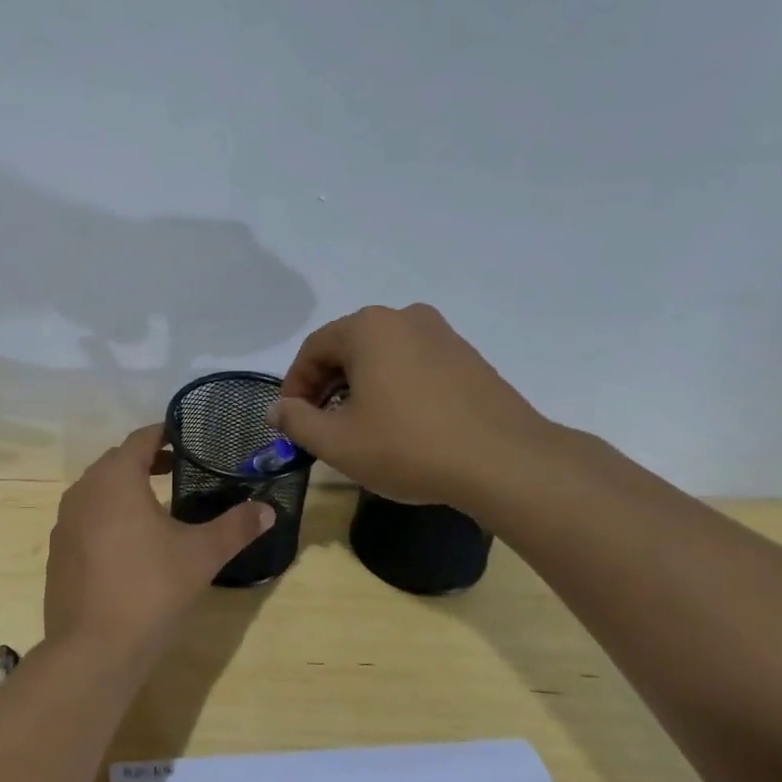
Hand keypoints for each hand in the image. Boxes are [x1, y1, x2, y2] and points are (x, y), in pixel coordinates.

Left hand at [43, 424, 274, 663]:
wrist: (93, 650)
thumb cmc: (151, 589)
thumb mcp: (201, 555)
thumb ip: (236, 527)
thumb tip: (268, 510)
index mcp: (115, 478)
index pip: (141, 439)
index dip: (165, 434)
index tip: (188, 437)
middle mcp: (83, 491)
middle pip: (116, 462)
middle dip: (146, 461)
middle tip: (180, 469)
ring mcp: (64, 523)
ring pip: (98, 491)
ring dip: (125, 489)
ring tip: (157, 505)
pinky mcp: (58, 552)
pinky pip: (86, 519)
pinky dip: (108, 517)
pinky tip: (130, 544)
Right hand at [270, 304, 555, 511]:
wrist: (505, 463)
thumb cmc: (408, 447)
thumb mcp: (337, 442)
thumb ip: (297, 421)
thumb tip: (277, 409)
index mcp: (368, 328)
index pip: (314, 349)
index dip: (295, 386)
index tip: (291, 420)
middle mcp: (405, 318)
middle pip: (348, 348)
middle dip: (327, 386)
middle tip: (320, 425)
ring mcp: (442, 335)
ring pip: (383, 357)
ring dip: (360, 388)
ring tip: (359, 428)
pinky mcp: (469, 358)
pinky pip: (414, 366)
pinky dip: (394, 388)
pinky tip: (399, 425)